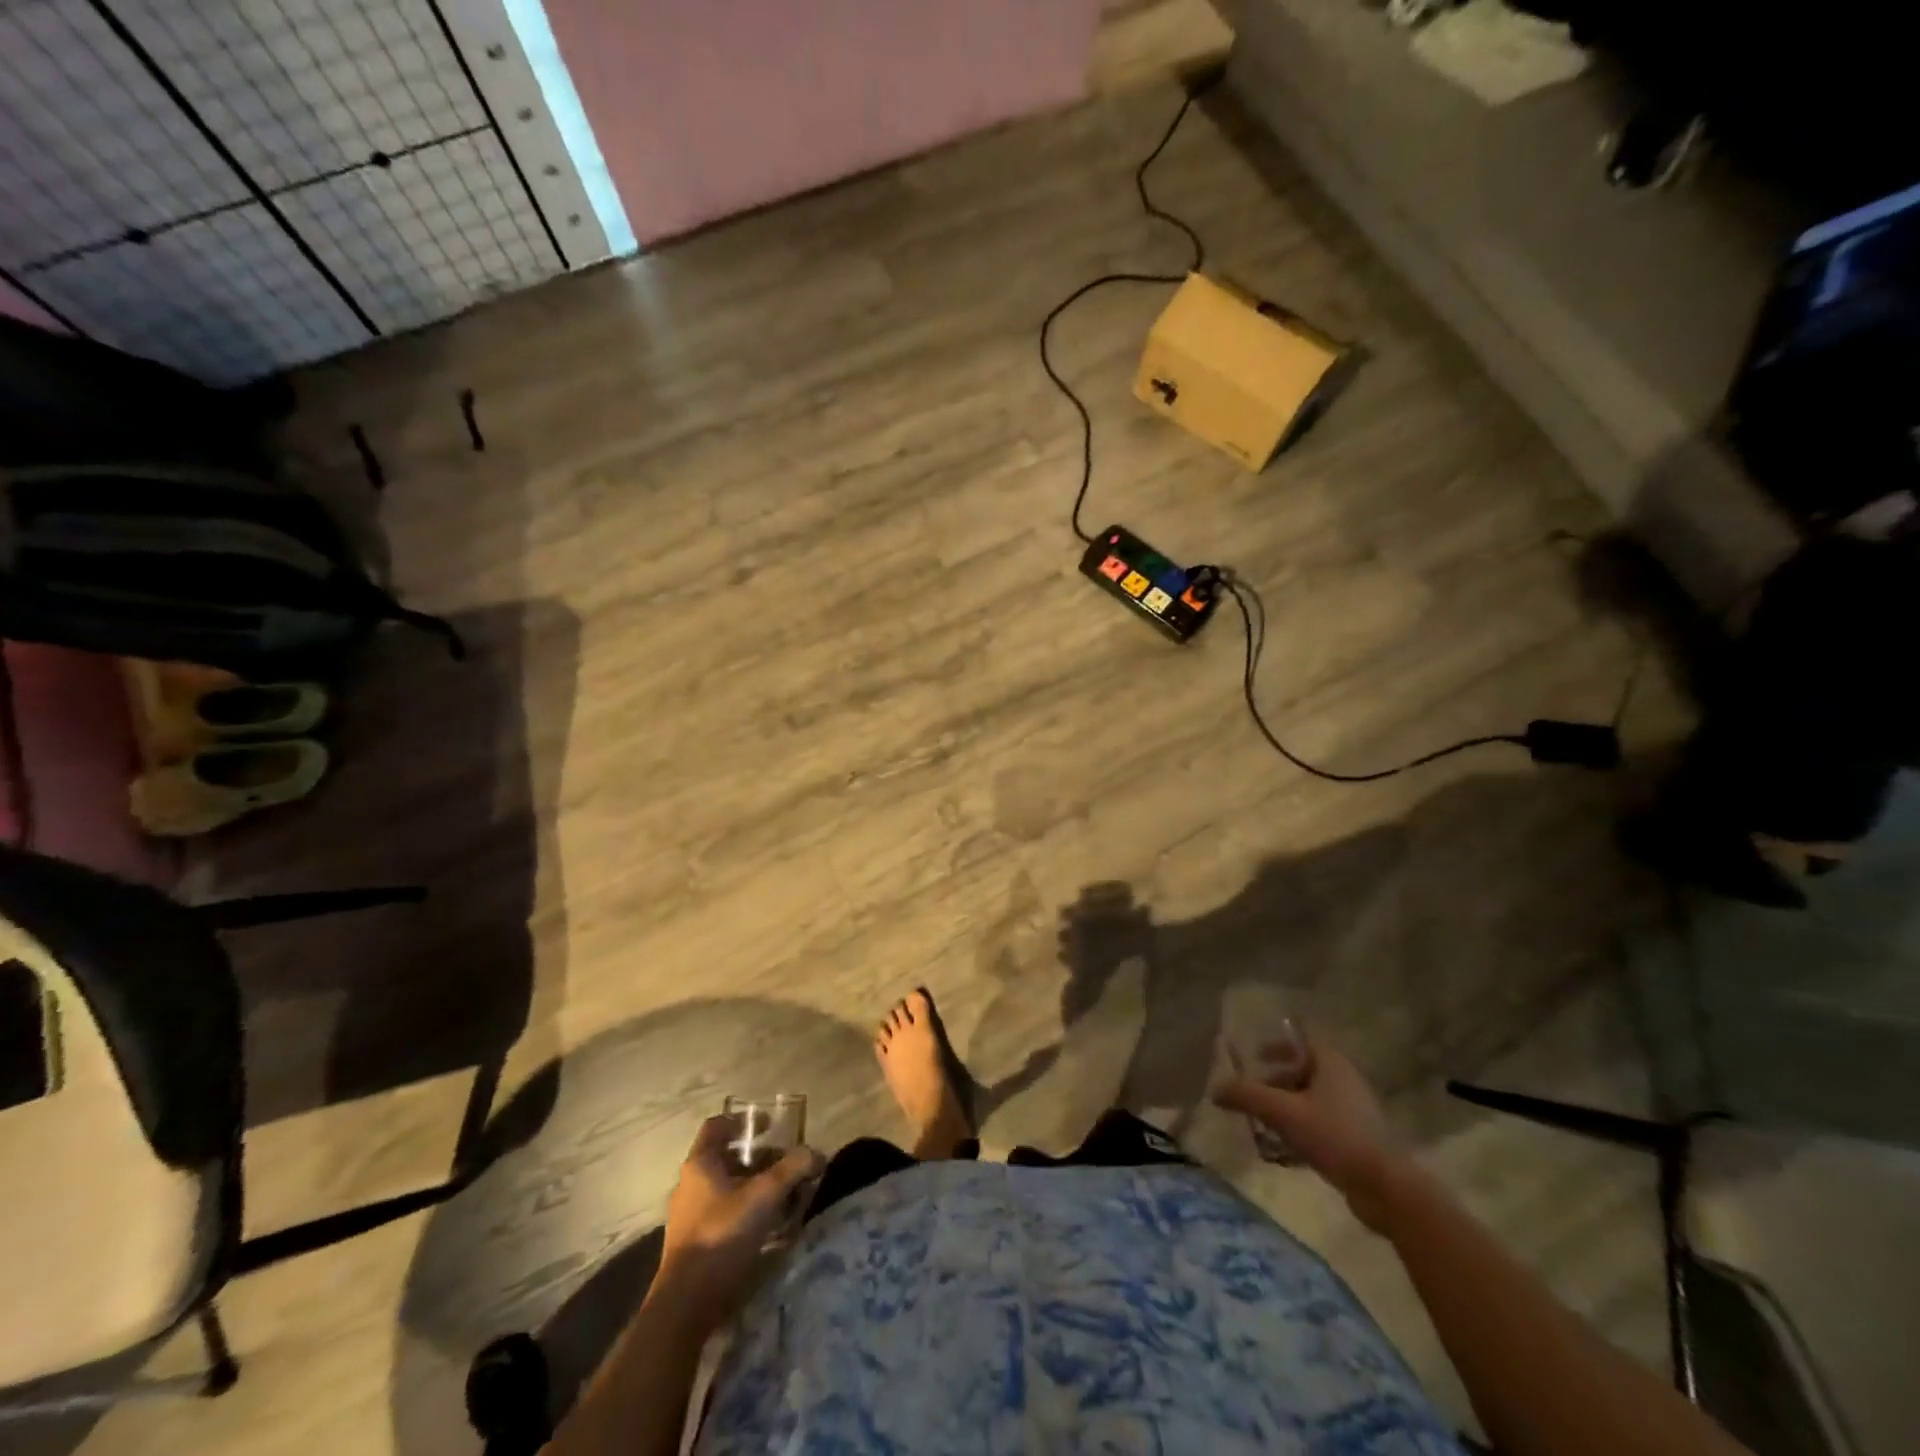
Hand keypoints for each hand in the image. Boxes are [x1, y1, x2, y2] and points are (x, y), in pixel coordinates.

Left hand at [656, 1116, 822, 1312]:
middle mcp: (692, 1184)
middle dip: (761, 1159)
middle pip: (729, 1158)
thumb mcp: (765, 1195)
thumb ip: (793, 1169)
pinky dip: (749, 1212)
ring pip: (730, 1188)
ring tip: (787, 1196)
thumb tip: (817, 1154)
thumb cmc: (722, 1234)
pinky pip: (727, 1214)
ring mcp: (692, 1216)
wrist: (686, 1304)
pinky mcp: (697, 1243)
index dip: (744, 1120)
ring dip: (758, 1187)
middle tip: (789, 1165)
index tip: (771, 1125)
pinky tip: (772, 1226)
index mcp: (700, 1164)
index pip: (718, 1125)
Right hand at [1212, 1036, 1412, 1231]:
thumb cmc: (1334, 1136)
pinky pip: (1322, 1123)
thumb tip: (1214, 1089)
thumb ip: (1247, 1096)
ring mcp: (1355, 1111)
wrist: (1386, 1189)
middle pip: (1304, 1070)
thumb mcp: (1283, 1112)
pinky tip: (1284, 1148)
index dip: (1276, 1045)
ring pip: (1312, 1099)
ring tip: (1263, 1122)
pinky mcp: (1359, 1139)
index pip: (1301, 1040)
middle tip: (1252, 1093)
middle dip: (1276, 1080)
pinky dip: (1301, 1127)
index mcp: (1332, 1063)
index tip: (1254, 1057)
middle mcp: (1346, 1080)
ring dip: (1286, 1106)